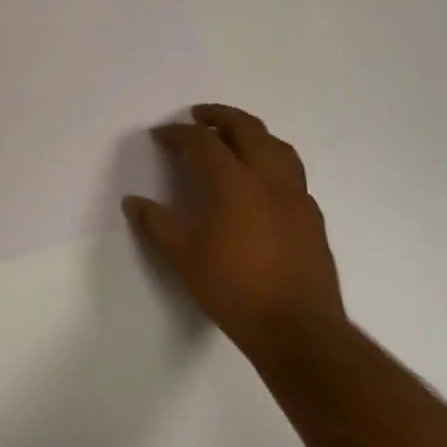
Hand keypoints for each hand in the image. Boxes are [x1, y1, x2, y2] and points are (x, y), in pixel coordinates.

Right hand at [123, 103, 345, 355]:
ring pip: (277, 146)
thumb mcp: (184, 258)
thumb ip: (157, 224)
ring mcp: (296, 197)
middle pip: (247, 129)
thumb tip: (133, 202)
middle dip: (220, 117)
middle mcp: (269, 179)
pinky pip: (291, 172)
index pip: (203, 142)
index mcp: (234, 183)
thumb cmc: (234, 289)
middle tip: (198, 116)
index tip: (160, 135)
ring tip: (232, 138)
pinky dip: (270, 161)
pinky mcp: (312, 217)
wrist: (298, 330)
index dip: (178, 134)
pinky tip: (258, 181)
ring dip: (251, 133)